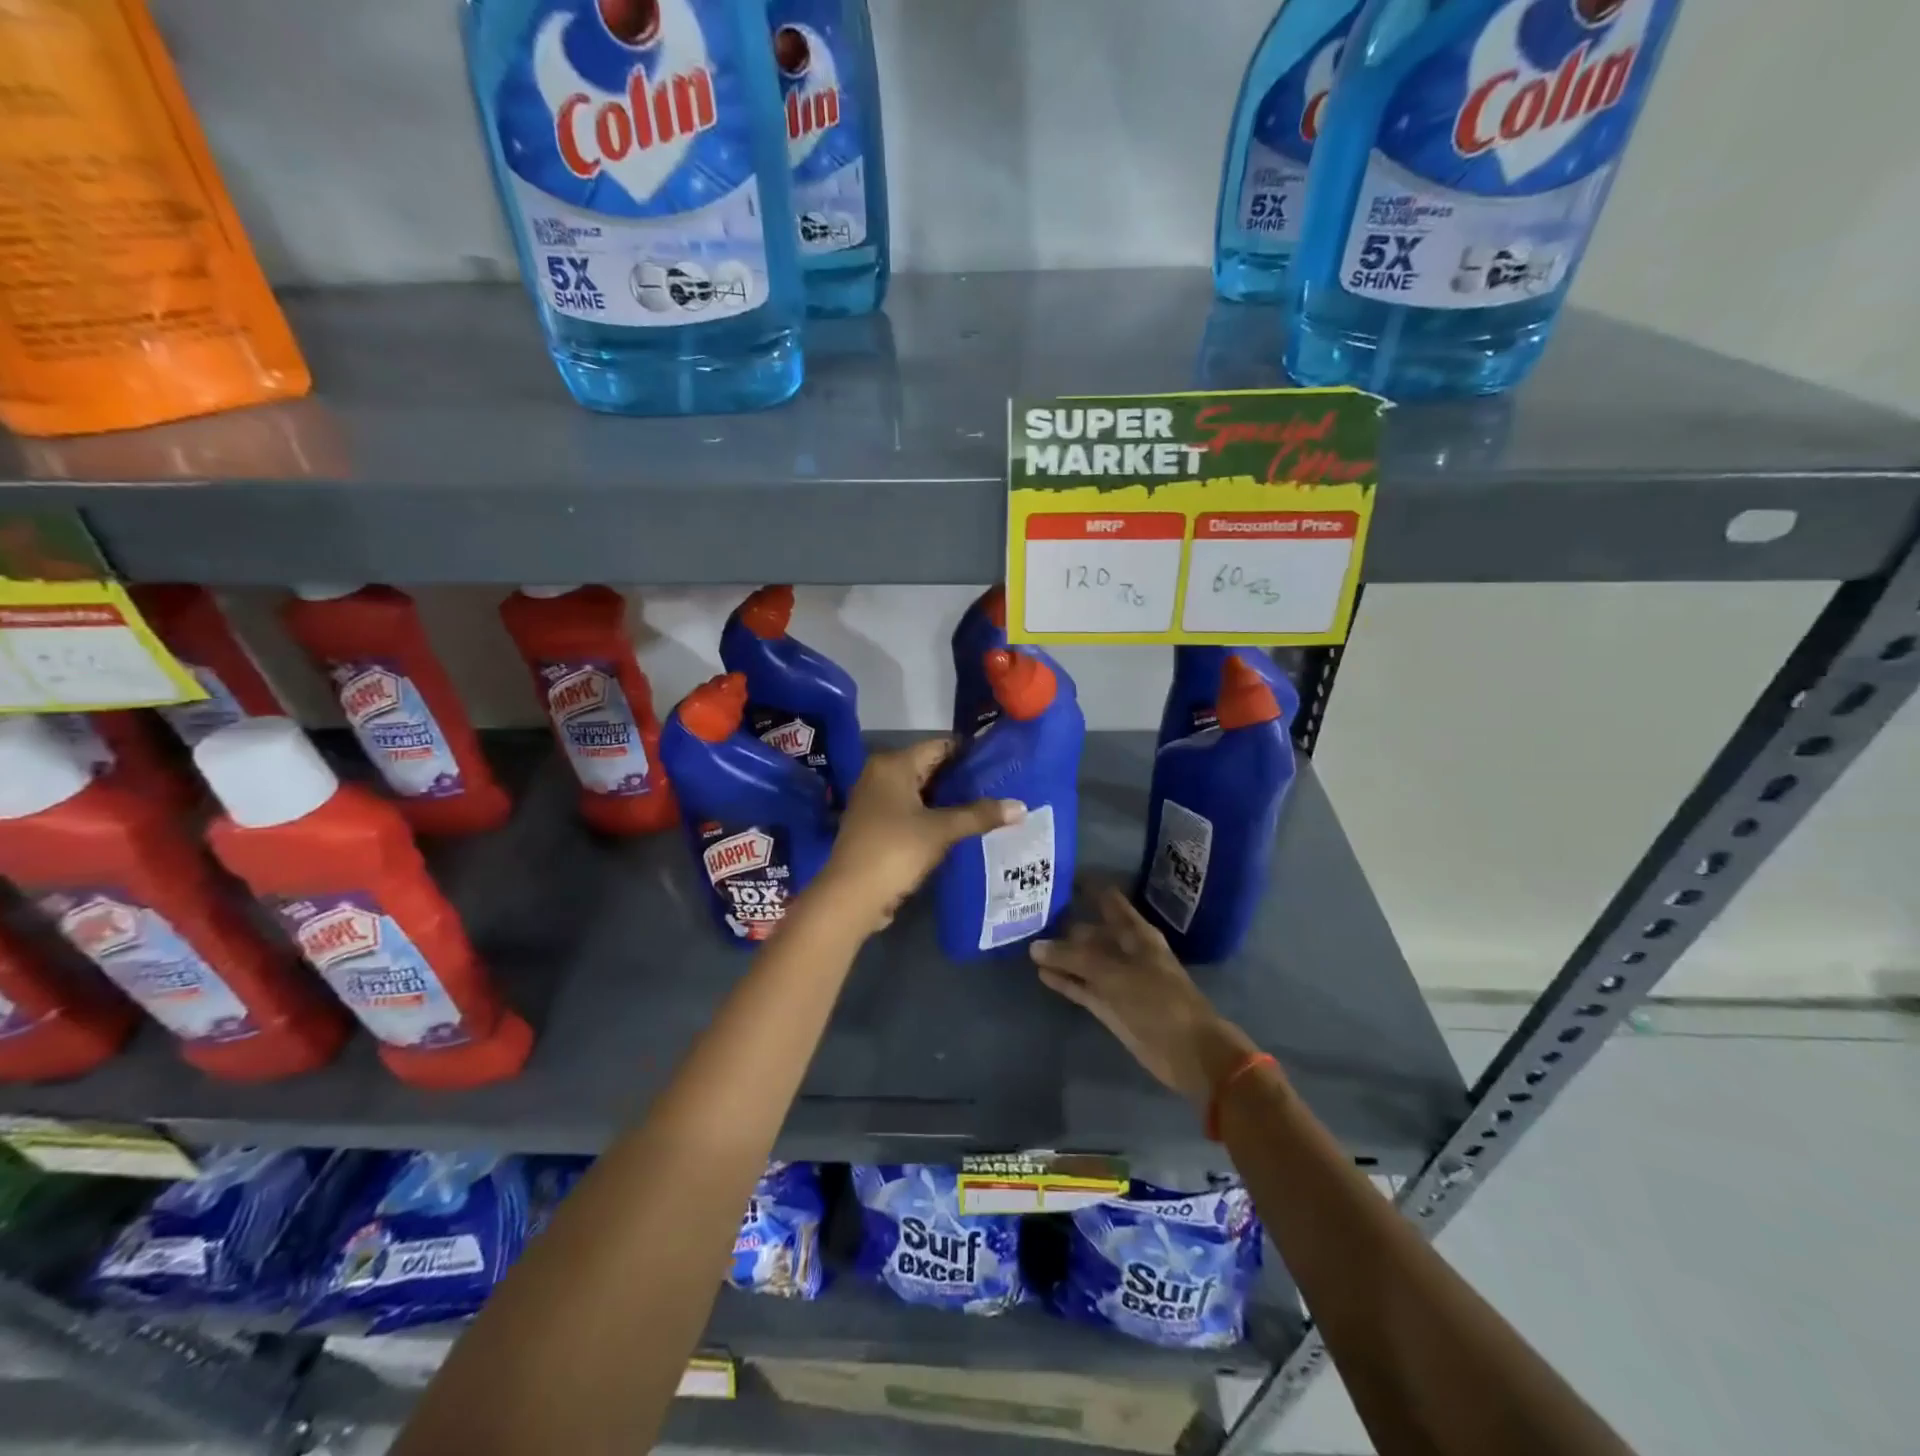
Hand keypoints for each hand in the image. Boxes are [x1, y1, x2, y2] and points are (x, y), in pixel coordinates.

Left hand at [813, 738, 1022, 934]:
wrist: (851, 896)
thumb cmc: (895, 850)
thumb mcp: (941, 830)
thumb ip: (979, 815)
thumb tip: (1021, 807)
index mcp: (893, 765)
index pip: (940, 746)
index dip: (970, 753)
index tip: (1000, 762)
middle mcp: (880, 775)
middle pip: (930, 768)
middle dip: (962, 779)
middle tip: (1000, 786)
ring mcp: (875, 800)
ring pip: (921, 791)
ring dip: (949, 800)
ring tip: (987, 806)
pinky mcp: (876, 825)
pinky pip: (911, 810)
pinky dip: (933, 815)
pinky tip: (960, 826)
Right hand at [1031, 888, 1259, 1108]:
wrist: (1187, 1051)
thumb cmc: (1157, 1001)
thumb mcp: (1112, 973)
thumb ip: (1073, 957)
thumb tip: (1035, 946)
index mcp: (1136, 933)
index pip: (1107, 899)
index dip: (1085, 887)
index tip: (1055, 877)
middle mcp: (1126, 950)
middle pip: (1092, 931)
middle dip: (1064, 923)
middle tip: (1028, 914)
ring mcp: (1118, 979)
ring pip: (1084, 960)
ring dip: (1061, 954)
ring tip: (1027, 943)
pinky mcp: (1110, 1005)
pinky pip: (1082, 986)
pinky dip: (1065, 979)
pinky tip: (1041, 973)